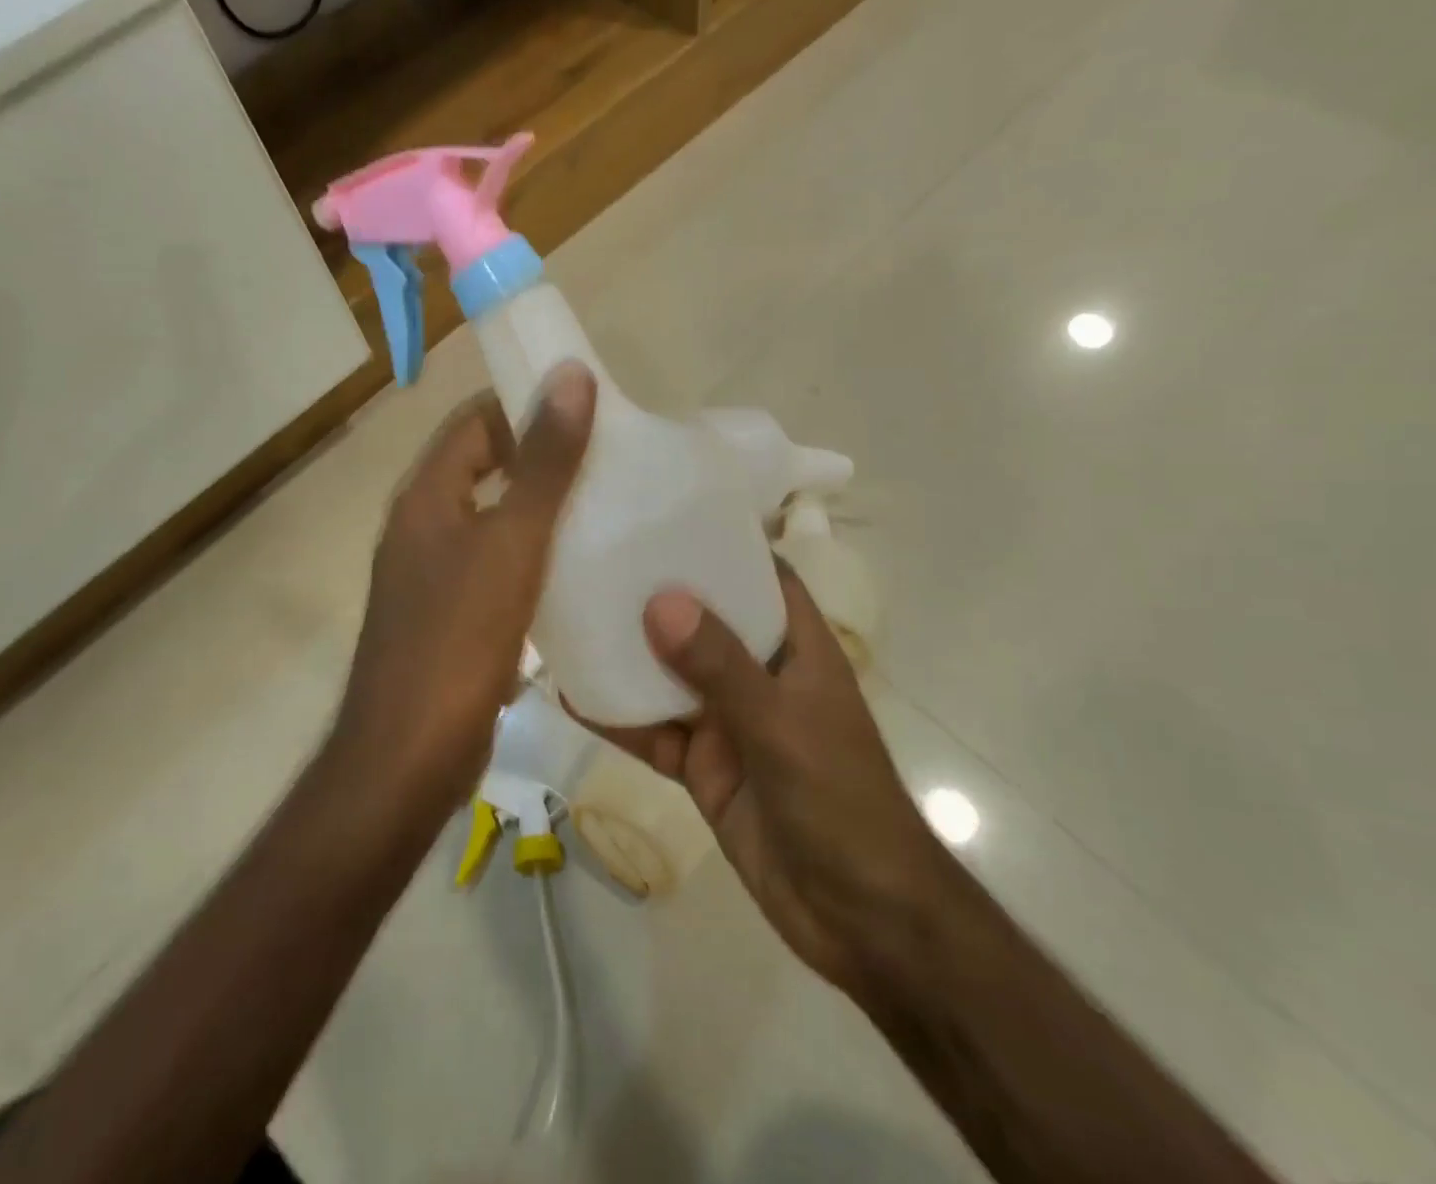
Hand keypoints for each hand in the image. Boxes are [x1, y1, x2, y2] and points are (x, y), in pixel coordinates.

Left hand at [333, 364, 595, 812]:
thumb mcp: (511, 542)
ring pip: (492, 520)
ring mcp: (432, 576)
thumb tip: (570, 376)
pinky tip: (578, 570)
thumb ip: (544, 463)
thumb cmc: (458, 639)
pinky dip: (532, 557)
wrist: (408, 758)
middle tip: (610, 458)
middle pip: (484, 468)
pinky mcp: (450, 619)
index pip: (474, 422)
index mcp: (426, 497)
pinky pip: (495, 567)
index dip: (525, 404)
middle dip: (541, 456)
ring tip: (606, 506)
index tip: (589, 408)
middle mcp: (422, 527)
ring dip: (540, 508)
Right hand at [606, 566, 945, 991]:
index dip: (720, 544)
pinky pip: (655, 733)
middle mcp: (760, 674)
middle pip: (704, 620)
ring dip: (630, 654)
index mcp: (796, 647)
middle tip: (597, 558)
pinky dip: (620, 717)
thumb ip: (721, 666)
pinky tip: (574, 695)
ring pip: (671, 676)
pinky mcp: (703, 766)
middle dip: (658, 595)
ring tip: (574, 615)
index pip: (761, 576)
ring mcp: (729, 722)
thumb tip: (660, 600)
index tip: (664, 515)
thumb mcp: (780, 725)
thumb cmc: (840, 802)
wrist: (861, 919)